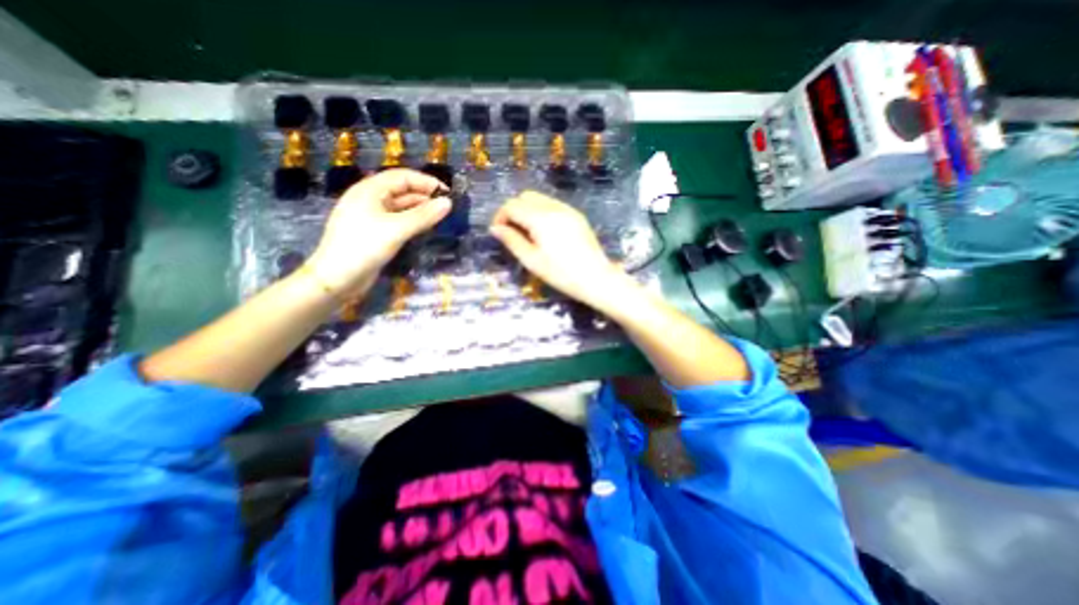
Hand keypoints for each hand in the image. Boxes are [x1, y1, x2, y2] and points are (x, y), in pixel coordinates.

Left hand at [302, 168, 451, 297]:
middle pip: (401, 190)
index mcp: (370, 190)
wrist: (336, 278)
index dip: (426, 181)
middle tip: (447, 207)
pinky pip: (397, 220)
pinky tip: (424, 228)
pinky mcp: (374, 232)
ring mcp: (371, 216)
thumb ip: (423, 216)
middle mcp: (370, 199)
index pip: (402, 177)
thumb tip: (448, 203)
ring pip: (400, 206)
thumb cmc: (364, 247)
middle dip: (424, 195)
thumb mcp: (396, 229)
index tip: (448, 193)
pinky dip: (412, 221)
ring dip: (420, 209)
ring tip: (440, 217)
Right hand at [492, 189, 633, 310]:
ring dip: (528, 210)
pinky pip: (553, 205)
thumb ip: (512, 241)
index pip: (512, 205)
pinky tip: (545, 232)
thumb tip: (495, 228)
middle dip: (514, 210)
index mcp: (540, 218)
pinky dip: (542, 212)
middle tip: (512, 232)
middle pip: (525, 196)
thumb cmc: (561, 274)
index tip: (498, 232)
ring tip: (528, 233)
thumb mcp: (532, 260)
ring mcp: (567, 209)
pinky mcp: (576, 215)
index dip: (500, 216)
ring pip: (540, 198)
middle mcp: (554, 207)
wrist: (596, 278)